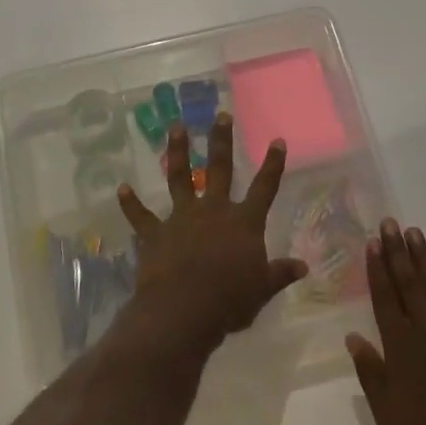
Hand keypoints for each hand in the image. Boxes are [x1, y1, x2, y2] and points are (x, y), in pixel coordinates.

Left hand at [116, 114, 305, 357]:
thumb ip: (280, 273)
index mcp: (244, 222)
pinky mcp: (155, 233)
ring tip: (176, 127)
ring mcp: (182, 218)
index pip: (264, 187)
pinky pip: (141, 216)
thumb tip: (303, 267)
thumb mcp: (262, 289)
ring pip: (180, 178)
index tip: (277, 140)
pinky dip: (130, 203)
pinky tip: (121, 189)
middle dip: (221, 140)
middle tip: (220, 115)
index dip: (272, 164)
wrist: (184, 309)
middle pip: (219, 169)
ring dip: (179, 152)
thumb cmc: (230, 300)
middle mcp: (214, 211)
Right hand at [348, 220, 425, 424]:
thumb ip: (373, 377)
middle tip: (390, 223)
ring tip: (415, 233)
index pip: (385, 303)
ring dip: (425, 261)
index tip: (372, 243)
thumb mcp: (389, 423)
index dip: (377, 272)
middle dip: (397, 254)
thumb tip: (354, 338)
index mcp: (401, 355)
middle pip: (409, 288)